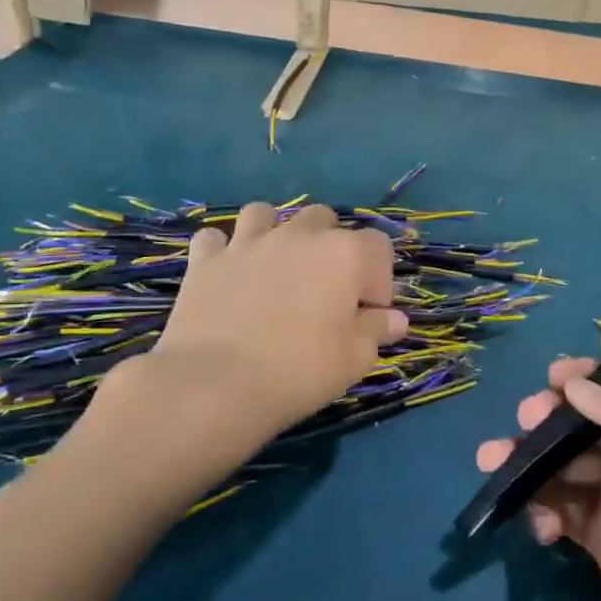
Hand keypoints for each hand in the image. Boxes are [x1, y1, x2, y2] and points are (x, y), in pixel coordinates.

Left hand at [73, 202, 406, 513]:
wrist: (213, 386)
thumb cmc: (299, 371)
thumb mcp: (354, 359)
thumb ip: (377, 331)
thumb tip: (394, 320)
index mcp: (345, 254)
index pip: (379, 246)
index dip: (379, 280)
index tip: (369, 315)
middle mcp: (299, 235)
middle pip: (325, 220)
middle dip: (331, 248)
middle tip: (325, 291)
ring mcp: (249, 242)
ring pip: (267, 214)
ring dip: (276, 233)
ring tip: (276, 268)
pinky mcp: (206, 260)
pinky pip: (216, 238)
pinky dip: (224, 250)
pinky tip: (229, 274)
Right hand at [476, 358, 600, 600]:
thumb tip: (573, 386)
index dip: (587, 378)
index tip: (553, 377)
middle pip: (582, 424)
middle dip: (547, 417)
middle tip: (523, 420)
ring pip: (562, 465)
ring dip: (526, 460)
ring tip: (491, 462)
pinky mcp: (598, 538)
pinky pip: (558, 511)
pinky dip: (542, 512)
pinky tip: (542, 529)